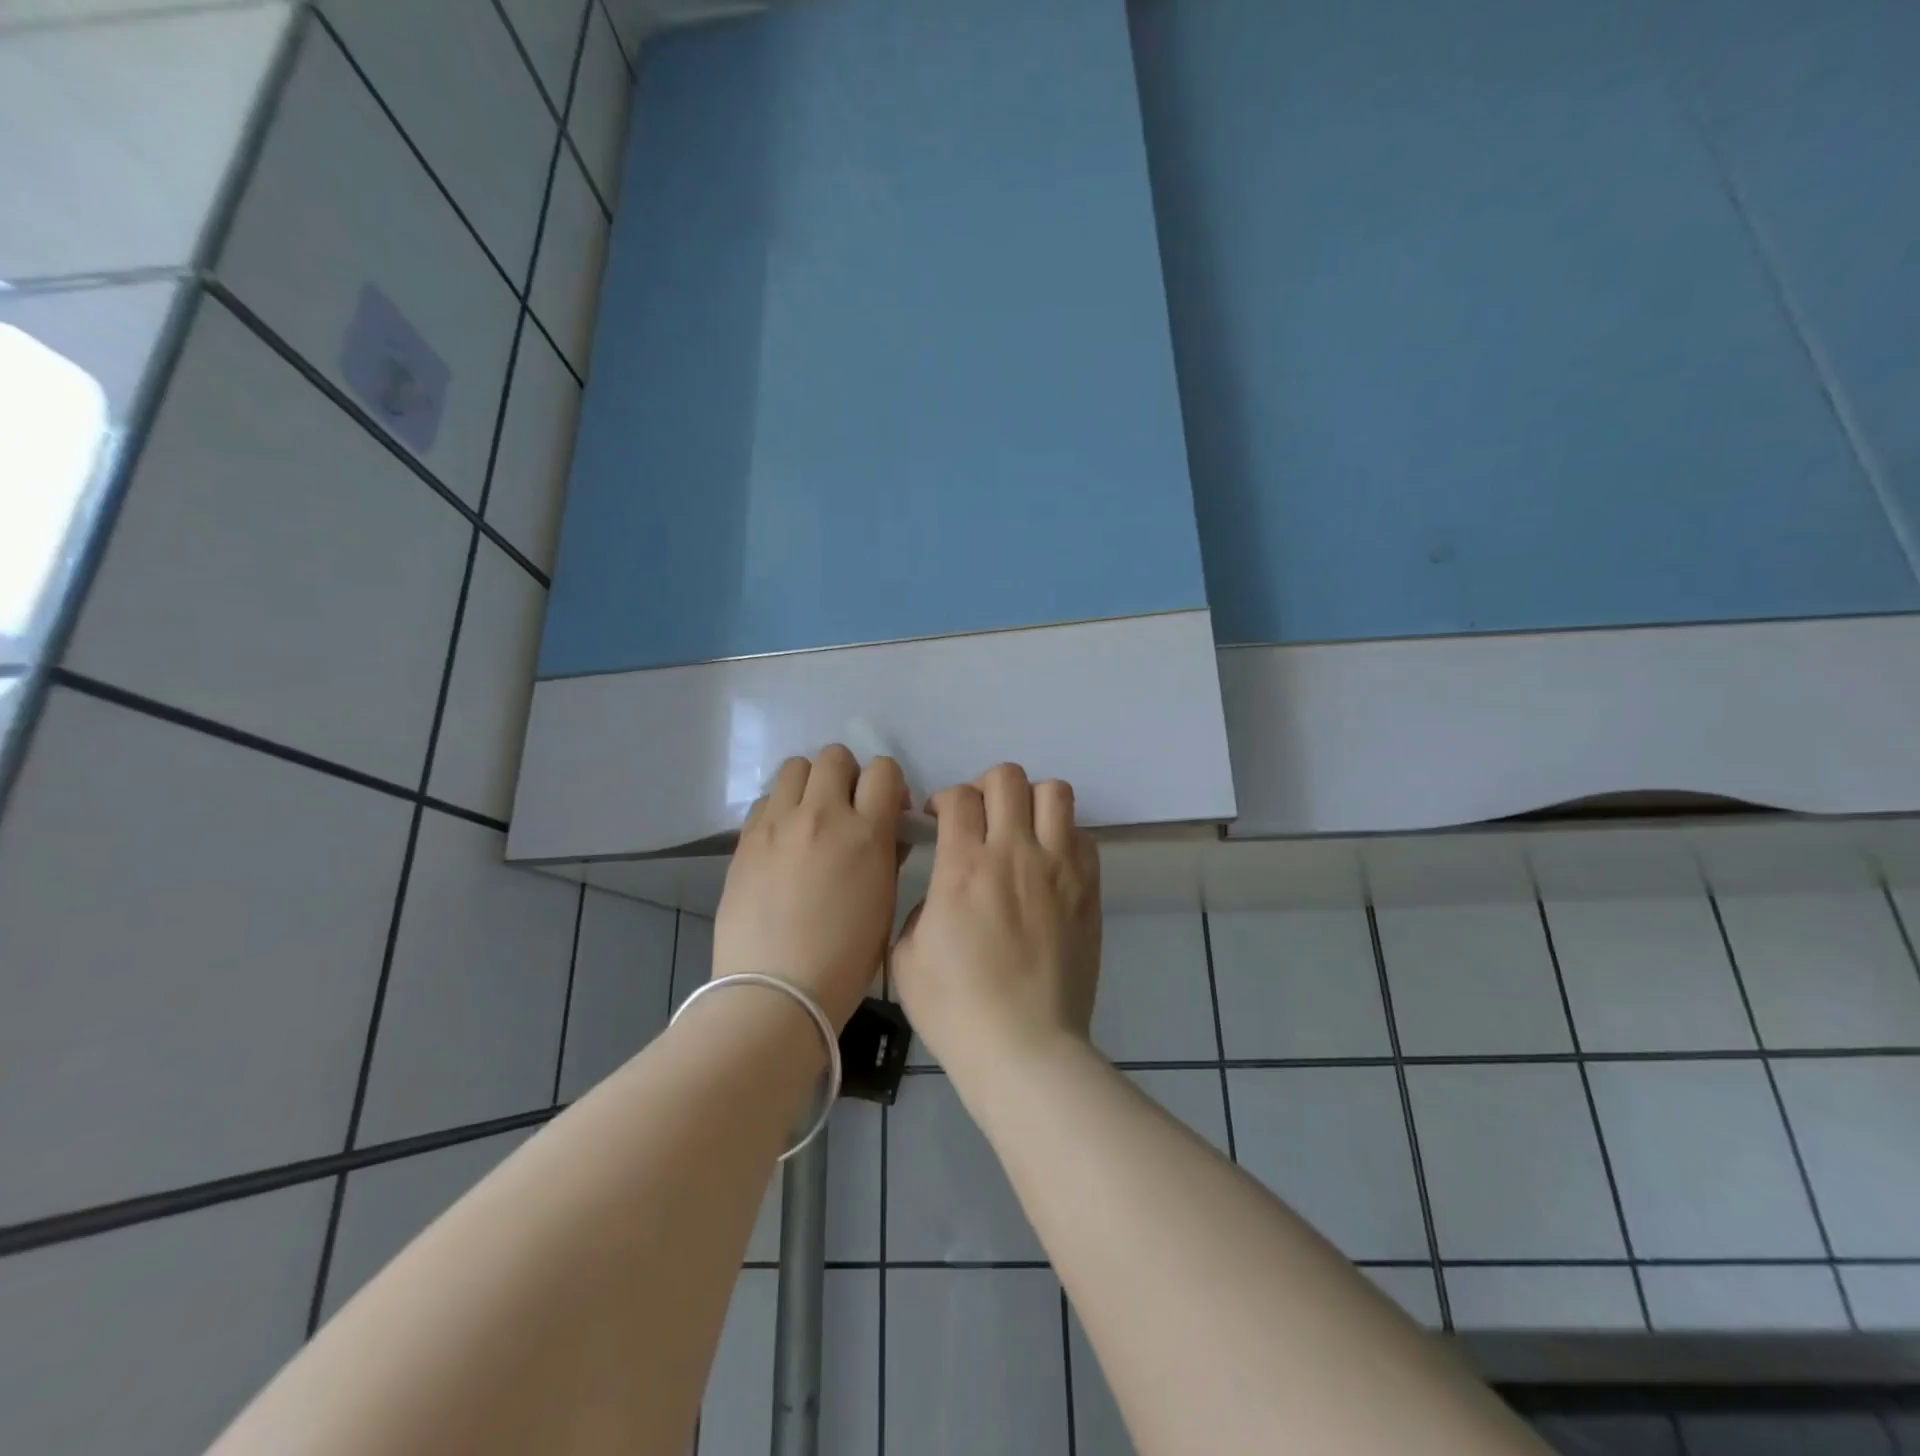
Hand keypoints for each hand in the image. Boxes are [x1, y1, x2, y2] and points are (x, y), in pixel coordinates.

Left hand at [713, 746, 907, 1027]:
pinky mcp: (745, 840)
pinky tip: (782, 841)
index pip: (883, 770)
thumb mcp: (885, 904)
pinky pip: (766, 800)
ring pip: (794, 767)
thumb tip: (886, 831)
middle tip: (846, 809)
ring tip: (810, 818)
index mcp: (866, 833)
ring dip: (809, 784)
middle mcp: (821, 815)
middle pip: (834, 756)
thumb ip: (888, 855)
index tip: (886, 809)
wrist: (775, 991)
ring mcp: (778, 825)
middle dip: (846, 775)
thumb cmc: (845, 959)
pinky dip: (779, 809)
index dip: (888, 784)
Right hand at [892, 763, 1101, 1078]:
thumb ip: (920, 909)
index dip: (944, 799)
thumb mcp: (906, 958)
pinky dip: (1063, 835)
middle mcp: (1014, 853)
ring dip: (1031, 800)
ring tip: (1020, 828)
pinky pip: (1083, 835)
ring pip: (1054, 792)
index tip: (939, 819)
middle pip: (1007, 778)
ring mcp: (1059, 868)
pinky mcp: (1089, 889)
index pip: (959, 797)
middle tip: (979, 816)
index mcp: (964, 866)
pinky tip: (1049, 862)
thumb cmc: (957, 1009)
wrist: (1025, 1047)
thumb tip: (942, 894)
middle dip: (985, 787)